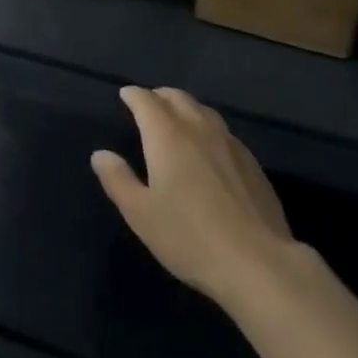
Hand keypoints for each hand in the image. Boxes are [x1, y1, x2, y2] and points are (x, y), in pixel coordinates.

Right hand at [93, 86, 298, 312]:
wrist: (256, 262)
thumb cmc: (189, 237)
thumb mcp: (141, 214)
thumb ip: (118, 179)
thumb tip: (100, 154)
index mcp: (167, 135)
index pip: (146, 101)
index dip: (134, 95)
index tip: (125, 95)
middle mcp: (198, 128)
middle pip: (177, 98)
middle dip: (159, 96)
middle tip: (149, 103)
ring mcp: (229, 142)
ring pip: (203, 110)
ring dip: (185, 107)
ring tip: (177, 118)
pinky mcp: (251, 161)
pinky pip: (222, 130)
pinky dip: (207, 127)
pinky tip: (208, 147)